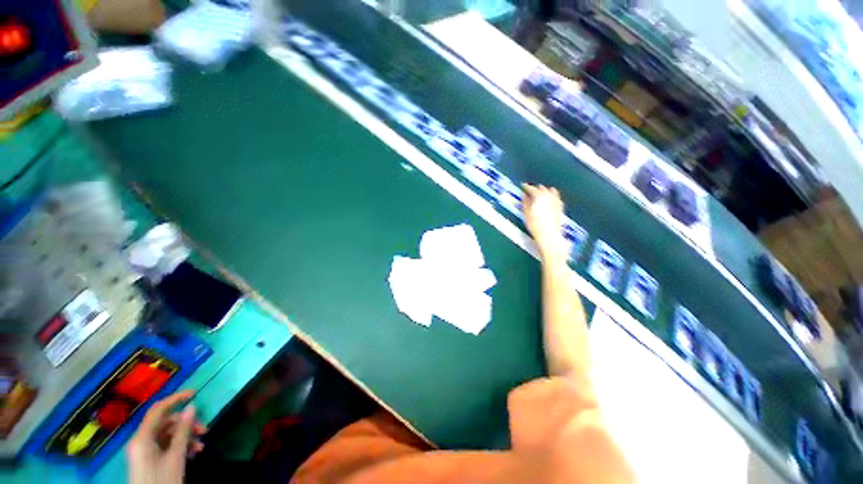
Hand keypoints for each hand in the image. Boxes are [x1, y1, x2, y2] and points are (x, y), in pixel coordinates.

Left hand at [128, 391, 206, 483]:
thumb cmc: (162, 479)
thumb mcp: (175, 456)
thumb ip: (182, 431)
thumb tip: (192, 407)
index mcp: (142, 437)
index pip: (158, 409)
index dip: (176, 398)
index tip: (194, 393)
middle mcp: (141, 440)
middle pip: (165, 423)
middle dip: (186, 424)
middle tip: (204, 430)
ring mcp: (144, 450)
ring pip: (168, 435)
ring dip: (186, 437)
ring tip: (201, 445)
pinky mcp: (149, 459)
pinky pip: (166, 445)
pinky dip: (180, 446)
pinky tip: (193, 452)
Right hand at [522, 184, 567, 261]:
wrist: (549, 236)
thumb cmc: (536, 227)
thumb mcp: (526, 215)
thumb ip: (525, 203)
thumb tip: (524, 196)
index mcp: (540, 198)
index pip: (532, 189)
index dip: (527, 187)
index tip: (523, 186)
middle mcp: (550, 198)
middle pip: (542, 189)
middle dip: (536, 188)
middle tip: (530, 190)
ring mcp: (556, 203)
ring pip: (551, 192)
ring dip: (545, 190)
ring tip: (541, 192)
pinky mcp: (560, 208)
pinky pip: (557, 198)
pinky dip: (553, 196)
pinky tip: (551, 198)